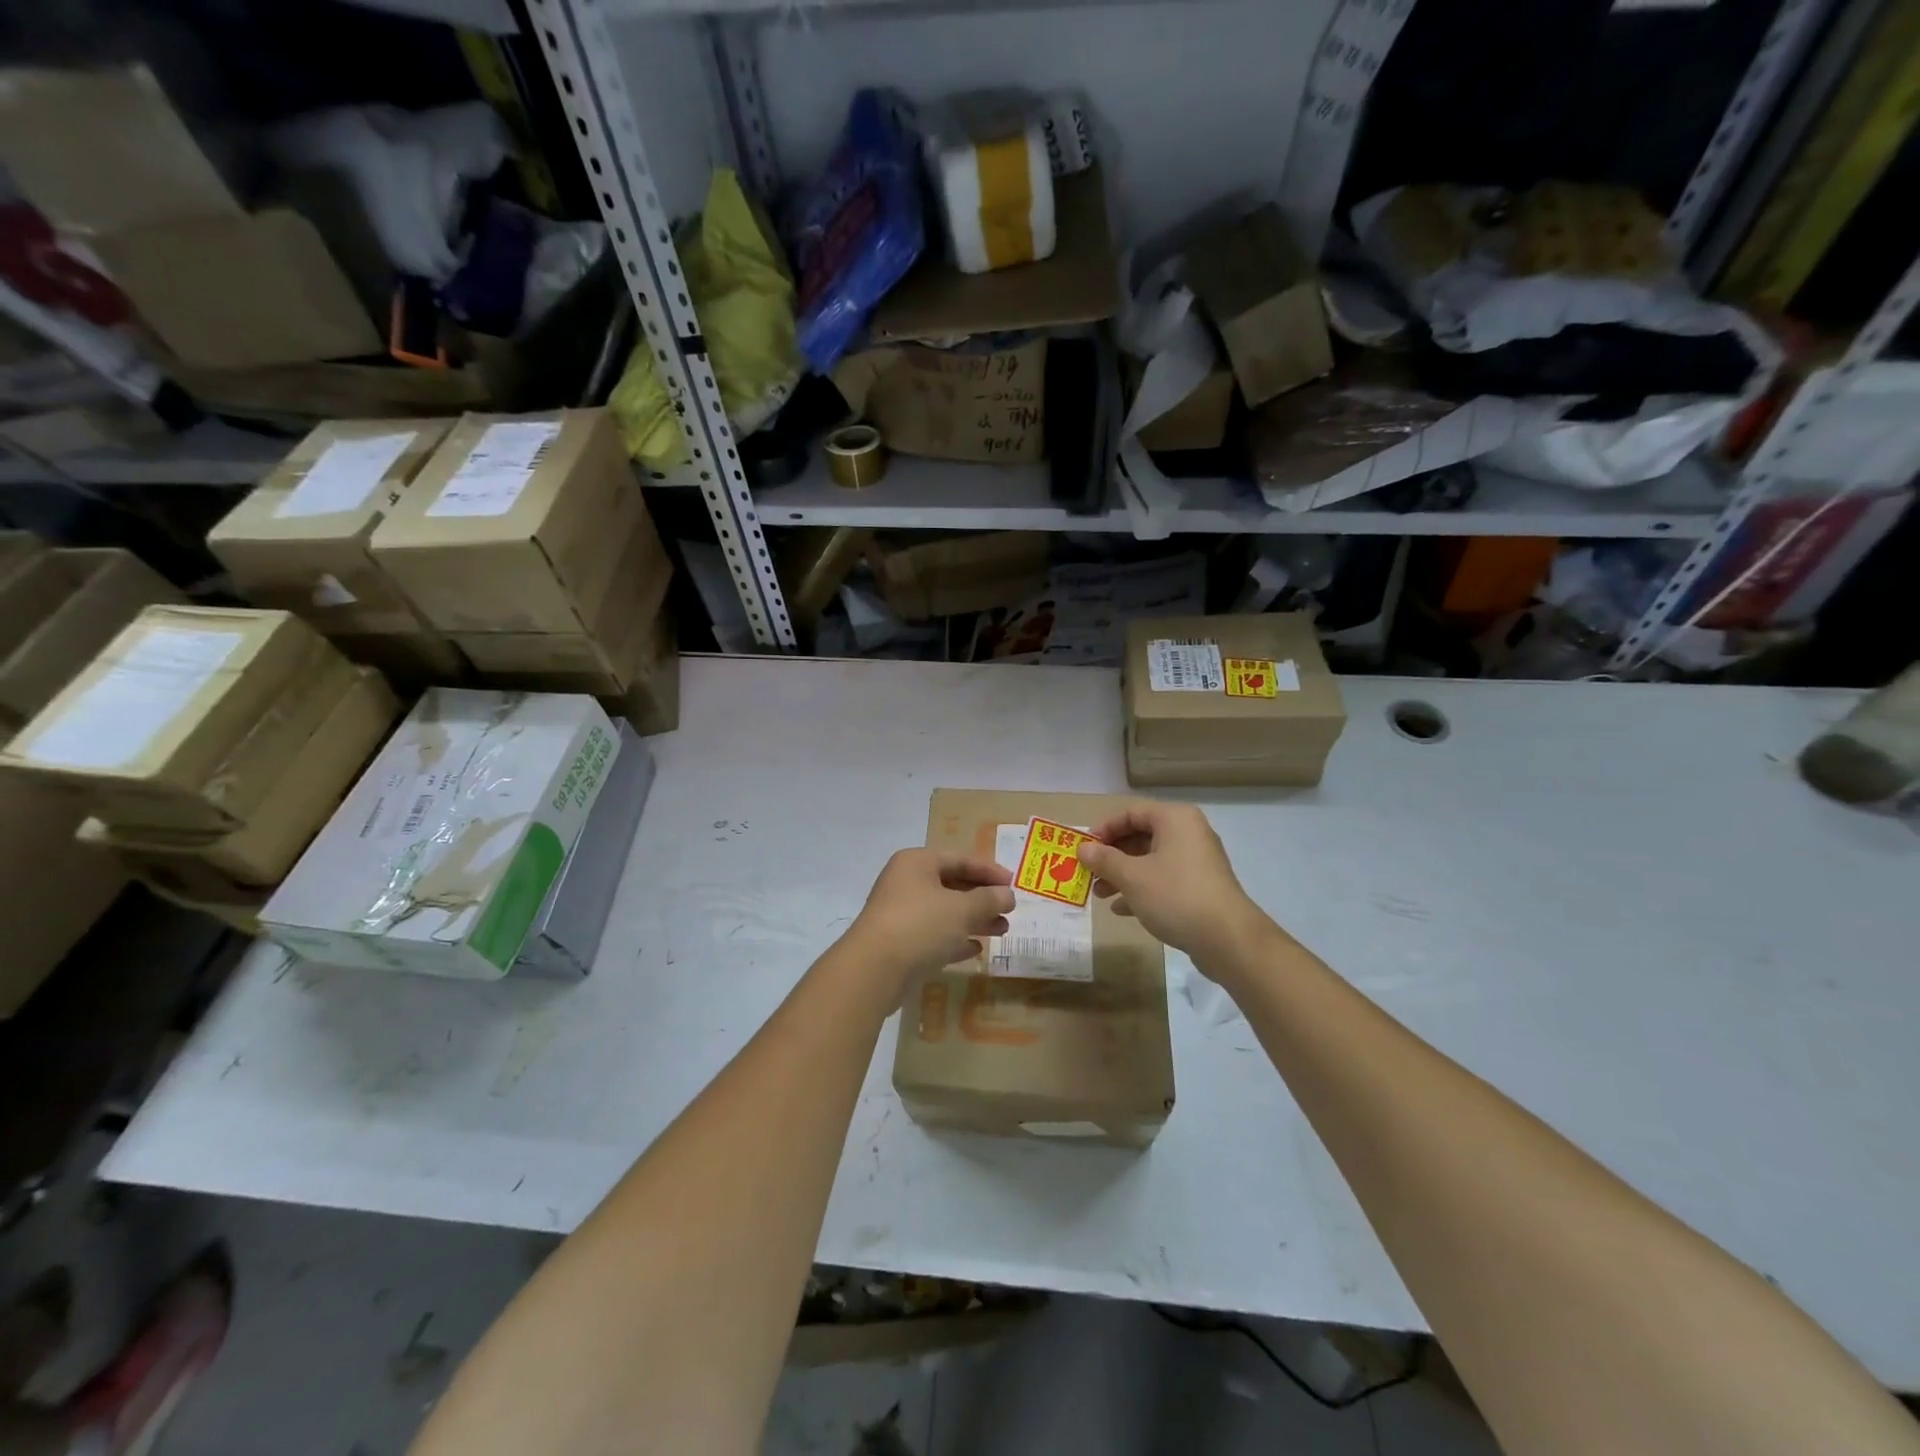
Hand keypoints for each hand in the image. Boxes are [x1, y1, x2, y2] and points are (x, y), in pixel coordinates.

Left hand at [844, 849, 1014, 986]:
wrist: (873, 971)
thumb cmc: (920, 925)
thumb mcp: (962, 909)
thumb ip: (988, 899)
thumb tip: (1008, 895)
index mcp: (917, 863)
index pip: (960, 859)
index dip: (989, 870)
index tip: (1014, 883)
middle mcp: (906, 883)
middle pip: (952, 885)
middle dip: (983, 898)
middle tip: (1010, 910)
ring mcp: (901, 914)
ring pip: (945, 912)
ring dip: (974, 920)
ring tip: (1002, 930)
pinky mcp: (900, 943)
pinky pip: (934, 935)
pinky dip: (955, 939)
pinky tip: (976, 949)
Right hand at [1078, 802, 1274, 970]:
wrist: (1228, 939)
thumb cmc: (1175, 896)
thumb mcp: (1132, 877)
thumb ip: (1105, 860)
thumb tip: (1083, 849)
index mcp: (1175, 819)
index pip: (1131, 812)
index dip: (1104, 829)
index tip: (1083, 848)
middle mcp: (1189, 833)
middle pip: (1141, 836)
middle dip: (1112, 856)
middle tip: (1089, 873)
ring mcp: (1197, 861)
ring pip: (1151, 860)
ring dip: (1123, 875)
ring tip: (1100, 895)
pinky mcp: (1201, 887)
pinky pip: (1164, 879)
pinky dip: (1142, 889)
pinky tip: (1122, 909)